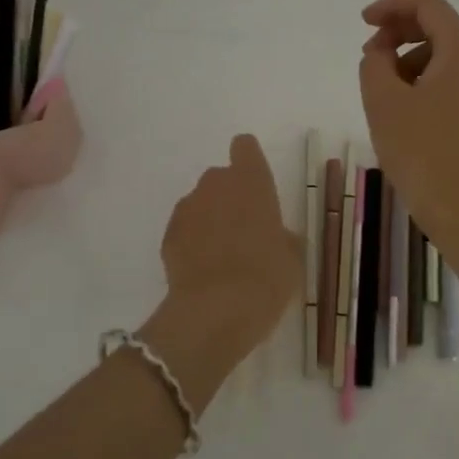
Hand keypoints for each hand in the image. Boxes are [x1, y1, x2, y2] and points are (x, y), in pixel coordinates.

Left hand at [140, 134, 300, 409]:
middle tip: (244, 231)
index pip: (245, 147)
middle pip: (221, 177)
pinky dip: (192, 242)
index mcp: (252, 181)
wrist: (215, 311)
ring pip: (200, 203)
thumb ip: (282, 236)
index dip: (249, 161)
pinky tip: (203, 271)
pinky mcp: (167, 235)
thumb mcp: (291, 258)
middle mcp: (216, 184)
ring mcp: (187, 208)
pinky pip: (185, 229)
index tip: (256, 185)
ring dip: (210, 220)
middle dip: (230, 196)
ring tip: (222, 257)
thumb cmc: (266, 277)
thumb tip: (276, 237)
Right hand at [359, 0, 458, 252]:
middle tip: (369, 57)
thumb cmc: (423, 153)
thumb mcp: (383, 102)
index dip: (391, 7)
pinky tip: (405, 110)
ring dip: (410, 59)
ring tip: (384, 91)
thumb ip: (374, 61)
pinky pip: (454, 79)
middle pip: (440, 27)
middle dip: (399, 33)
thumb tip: (381, 50)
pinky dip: (426, 80)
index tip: (363, 24)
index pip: (428, 6)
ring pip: (446, 55)